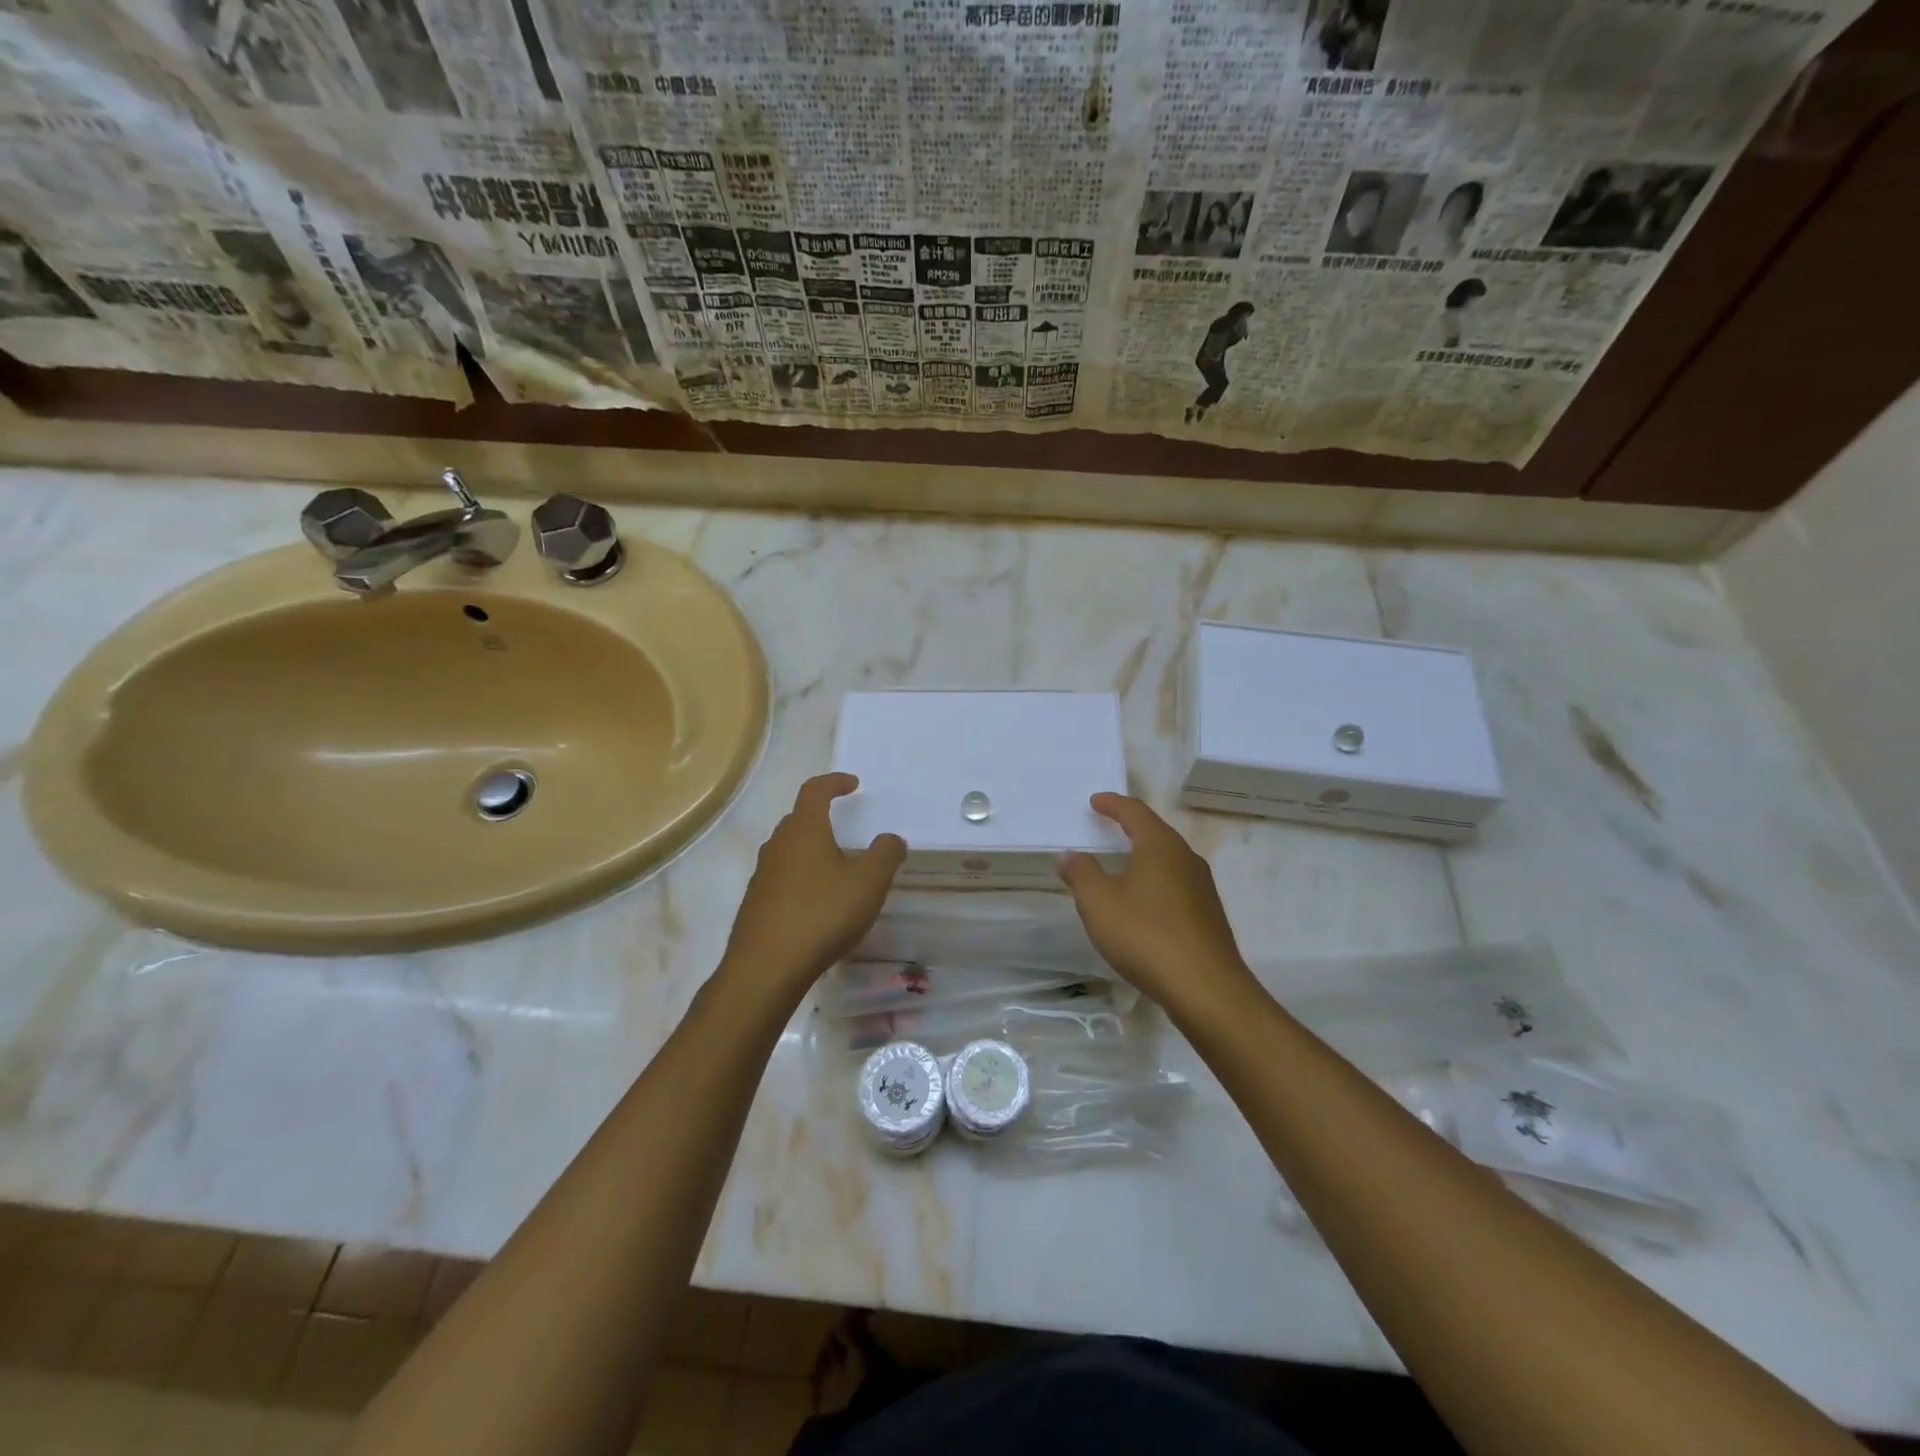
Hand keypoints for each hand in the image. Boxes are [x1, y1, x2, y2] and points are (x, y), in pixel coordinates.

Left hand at [720, 773, 905, 997]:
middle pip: (799, 819)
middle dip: (823, 818)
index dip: (834, 782)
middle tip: (847, 828)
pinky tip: (818, 904)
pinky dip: (802, 879)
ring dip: (812, 851)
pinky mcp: (756, 903)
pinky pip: (782, 878)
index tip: (853, 785)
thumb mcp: (869, 882)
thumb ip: (885, 854)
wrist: (766, 967)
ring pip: (790, 850)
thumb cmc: (822, 914)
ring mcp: (762, 875)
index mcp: (804, 830)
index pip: (815, 790)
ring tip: (837, 869)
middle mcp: (778, 845)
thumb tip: (891, 838)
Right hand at [1057, 793, 1254, 1009]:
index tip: (1095, 801)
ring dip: (1143, 858)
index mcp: (1160, 845)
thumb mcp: (1098, 902)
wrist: (1205, 988)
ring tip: (1120, 866)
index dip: (1112, 804)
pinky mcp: (1208, 916)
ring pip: (1167, 862)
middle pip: (1155, 833)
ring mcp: (1202, 888)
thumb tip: (1071, 855)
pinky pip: (1175, 887)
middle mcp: (1186, 858)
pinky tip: (1142, 904)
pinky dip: (1154, 884)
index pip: (1134, 812)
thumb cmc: (1145, 934)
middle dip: (1130, 828)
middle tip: (1107, 827)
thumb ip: (1081, 873)